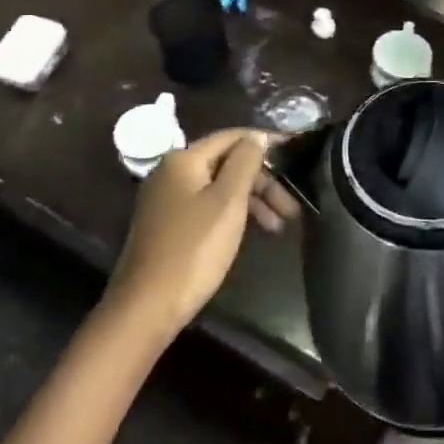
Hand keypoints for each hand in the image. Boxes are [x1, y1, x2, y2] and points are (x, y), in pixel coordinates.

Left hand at [105, 128, 272, 338]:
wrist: (146, 307)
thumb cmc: (193, 249)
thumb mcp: (227, 201)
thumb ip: (245, 162)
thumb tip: (258, 136)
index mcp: (183, 159)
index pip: (233, 137)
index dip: (266, 143)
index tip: (296, 154)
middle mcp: (171, 172)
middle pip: (226, 163)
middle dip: (262, 181)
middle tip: (291, 208)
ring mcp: (166, 200)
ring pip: (218, 188)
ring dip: (251, 201)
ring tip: (278, 227)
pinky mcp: (167, 225)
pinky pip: (207, 207)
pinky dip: (232, 215)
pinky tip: (250, 233)